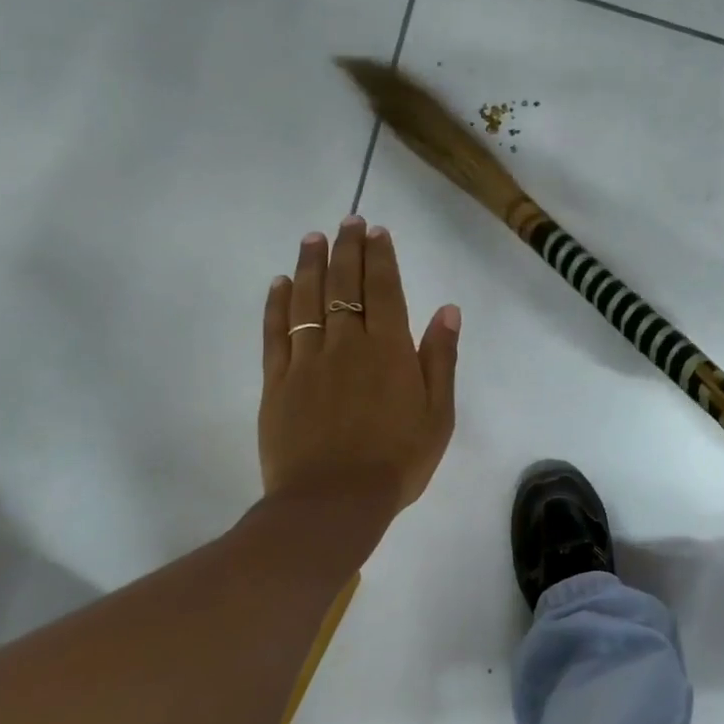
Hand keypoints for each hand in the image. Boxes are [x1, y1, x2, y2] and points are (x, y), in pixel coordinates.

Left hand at [259, 217, 459, 511]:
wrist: (334, 502)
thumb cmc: (397, 460)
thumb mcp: (438, 414)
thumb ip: (440, 359)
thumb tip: (447, 310)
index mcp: (389, 350)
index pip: (383, 290)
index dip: (380, 257)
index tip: (377, 231)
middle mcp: (346, 344)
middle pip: (344, 285)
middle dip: (347, 249)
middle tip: (348, 221)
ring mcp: (307, 360)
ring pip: (307, 300)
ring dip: (311, 265)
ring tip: (313, 238)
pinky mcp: (277, 381)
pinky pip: (276, 332)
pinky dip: (277, 304)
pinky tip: (280, 283)